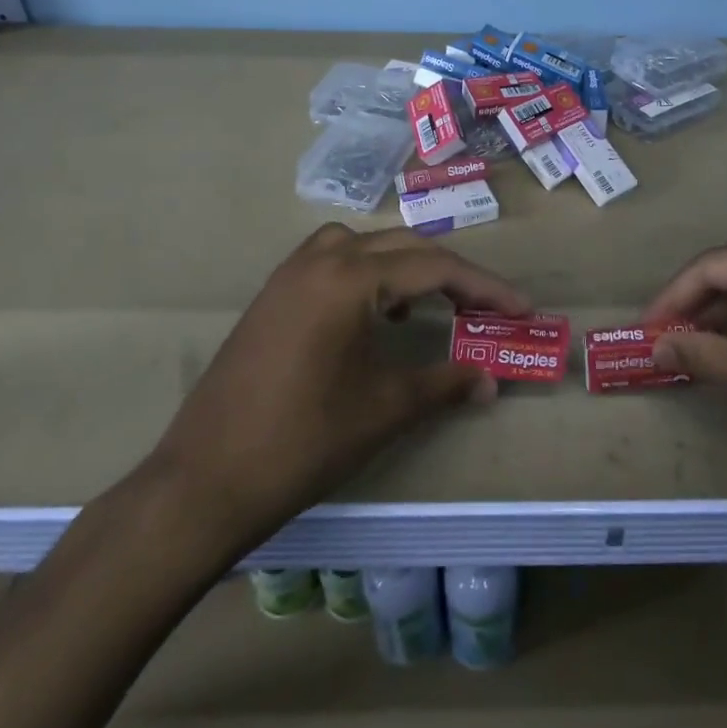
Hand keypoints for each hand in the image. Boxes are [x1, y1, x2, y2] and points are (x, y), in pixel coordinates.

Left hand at [146, 224, 527, 542]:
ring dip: (403, 265)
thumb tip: (491, 380)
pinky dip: (364, 274)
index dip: (485, 288)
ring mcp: (288, 276)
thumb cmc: (304, 441)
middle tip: (485, 308)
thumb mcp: (385, 409)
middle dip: (450, 273)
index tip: (522, 309)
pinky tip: (372, 316)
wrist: (205, 482)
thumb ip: (445, 384)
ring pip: (362, 245)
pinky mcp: (271, 297)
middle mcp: (318, 260)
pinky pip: (329, 262)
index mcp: (349, 278)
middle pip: (402, 247)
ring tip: (425, 305)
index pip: (434, 267)